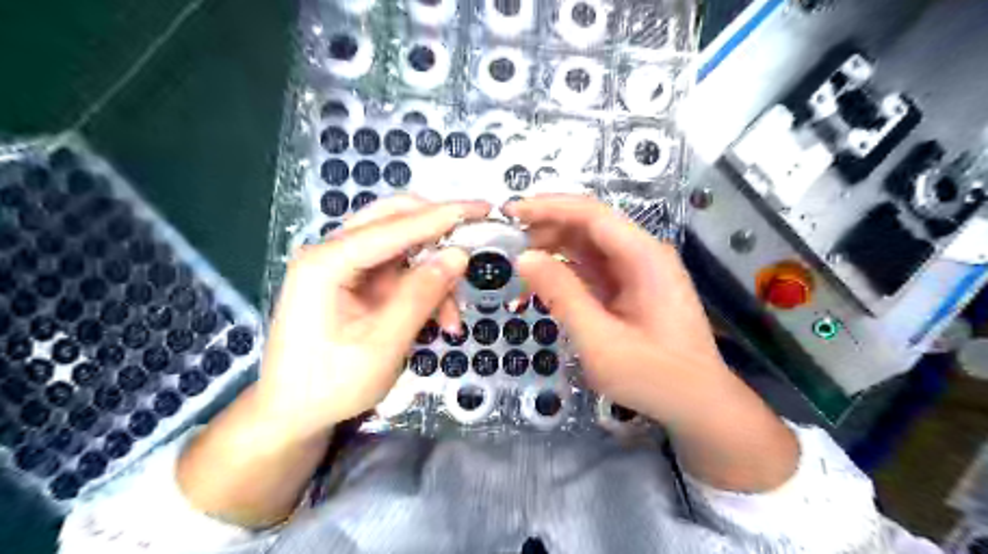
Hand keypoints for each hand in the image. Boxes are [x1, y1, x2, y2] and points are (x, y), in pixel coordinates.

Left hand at [253, 194, 484, 441]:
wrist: (292, 415)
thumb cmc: (330, 384)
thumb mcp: (383, 344)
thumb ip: (421, 295)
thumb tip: (459, 255)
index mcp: (327, 262)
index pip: (394, 226)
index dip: (442, 215)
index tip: (483, 208)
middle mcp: (333, 253)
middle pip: (394, 220)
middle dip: (438, 231)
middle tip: (475, 241)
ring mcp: (343, 267)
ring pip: (402, 247)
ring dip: (434, 273)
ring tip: (452, 317)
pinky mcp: (354, 283)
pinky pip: (399, 272)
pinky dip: (423, 289)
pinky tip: (438, 318)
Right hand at [505, 196, 728, 423]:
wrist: (696, 404)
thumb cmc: (653, 376)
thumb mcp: (600, 340)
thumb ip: (562, 295)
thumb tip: (524, 258)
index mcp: (643, 256)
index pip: (591, 214)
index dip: (548, 207)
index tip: (510, 212)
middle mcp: (641, 254)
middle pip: (588, 226)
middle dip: (546, 228)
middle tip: (506, 242)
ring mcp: (636, 272)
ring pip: (586, 247)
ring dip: (552, 249)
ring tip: (516, 261)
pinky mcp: (628, 290)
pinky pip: (591, 271)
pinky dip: (563, 273)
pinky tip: (540, 284)